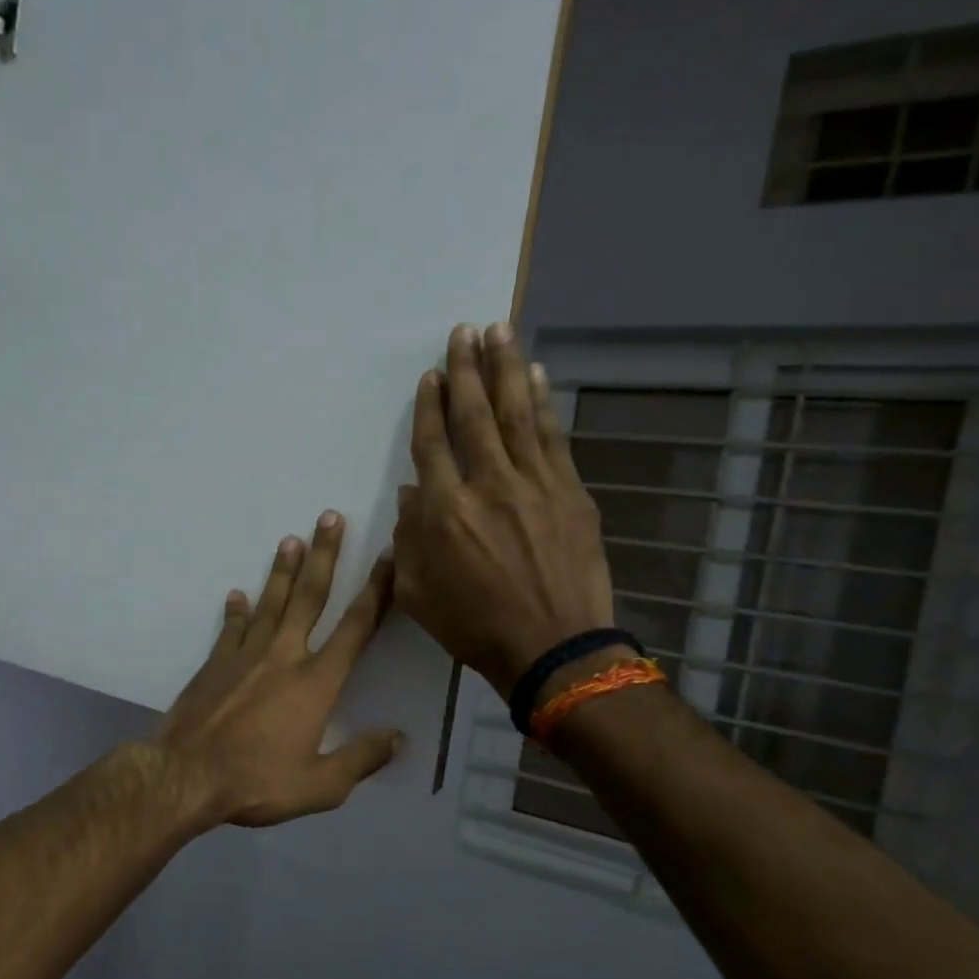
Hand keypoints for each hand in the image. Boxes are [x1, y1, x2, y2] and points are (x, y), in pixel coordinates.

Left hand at [156, 513, 403, 829]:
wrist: (186, 775)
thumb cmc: (256, 782)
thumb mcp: (321, 786)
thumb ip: (362, 758)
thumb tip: (399, 738)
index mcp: (316, 682)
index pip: (355, 628)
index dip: (376, 591)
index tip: (388, 558)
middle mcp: (284, 655)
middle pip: (309, 596)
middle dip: (325, 555)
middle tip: (330, 517)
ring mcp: (245, 655)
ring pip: (270, 602)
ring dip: (282, 570)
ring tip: (291, 539)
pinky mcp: (215, 662)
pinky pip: (230, 627)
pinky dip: (236, 610)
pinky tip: (237, 594)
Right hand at [393, 322, 614, 703]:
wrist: (552, 647)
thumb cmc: (473, 625)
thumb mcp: (416, 592)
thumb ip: (408, 538)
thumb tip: (414, 492)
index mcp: (444, 511)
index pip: (432, 445)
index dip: (429, 407)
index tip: (430, 376)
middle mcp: (487, 485)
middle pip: (473, 415)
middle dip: (466, 369)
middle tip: (463, 331)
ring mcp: (534, 484)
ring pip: (515, 414)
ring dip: (506, 368)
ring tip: (498, 331)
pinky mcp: (570, 492)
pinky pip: (552, 436)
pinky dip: (542, 402)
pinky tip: (537, 375)